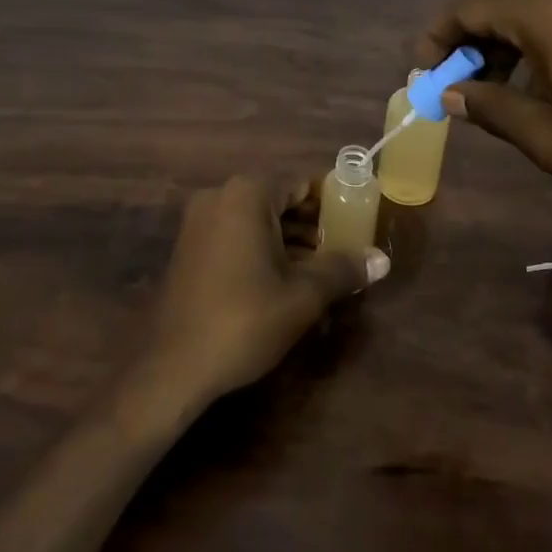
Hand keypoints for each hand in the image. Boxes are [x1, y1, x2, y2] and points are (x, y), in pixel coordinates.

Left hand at [138, 174, 387, 410]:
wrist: (170, 367)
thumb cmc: (243, 321)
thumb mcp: (302, 296)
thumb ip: (342, 270)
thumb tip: (381, 260)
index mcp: (248, 194)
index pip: (303, 183)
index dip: (334, 201)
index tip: (358, 221)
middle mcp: (221, 196)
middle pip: (280, 199)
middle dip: (313, 223)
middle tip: (345, 248)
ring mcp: (200, 221)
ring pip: (258, 219)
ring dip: (290, 239)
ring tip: (323, 268)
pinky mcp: (190, 247)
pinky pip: (237, 234)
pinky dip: (263, 248)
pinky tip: (286, 279)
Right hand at [418, 0, 551, 210]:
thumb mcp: (551, 141)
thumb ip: (493, 110)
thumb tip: (451, 95)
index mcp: (545, 15)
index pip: (469, 6)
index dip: (437, 37)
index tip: (425, 75)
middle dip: (465, 28)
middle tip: (457, 74)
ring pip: (528, 0)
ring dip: (500, 33)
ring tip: (496, 86)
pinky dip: (532, 36)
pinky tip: (542, 82)